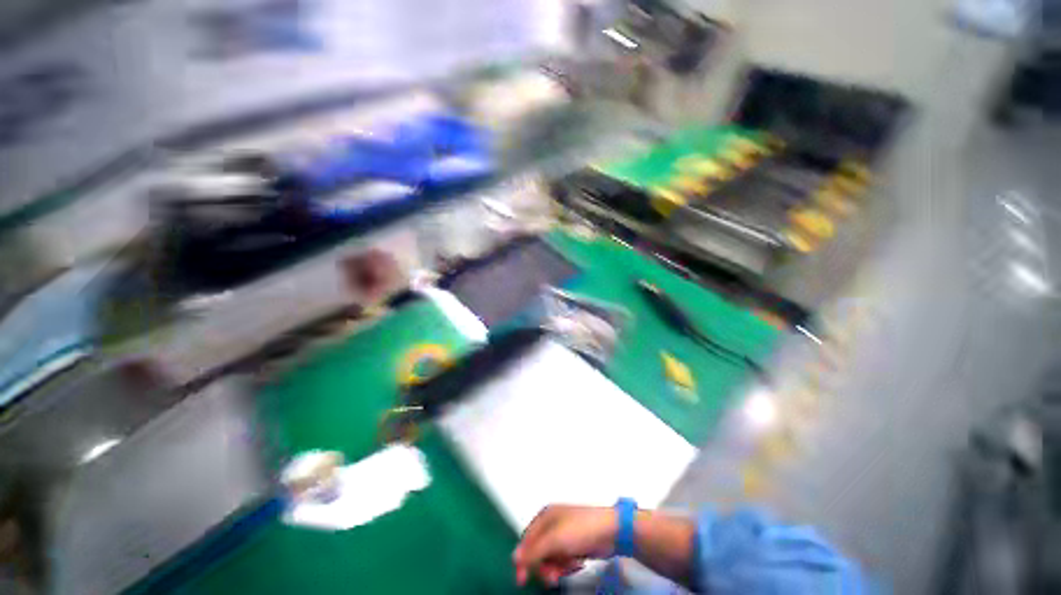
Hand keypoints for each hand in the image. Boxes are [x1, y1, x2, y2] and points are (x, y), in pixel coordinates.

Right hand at [512, 505, 617, 585]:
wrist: (611, 531)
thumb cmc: (581, 530)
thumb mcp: (555, 540)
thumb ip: (534, 550)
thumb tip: (514, 558)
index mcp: (545, 516)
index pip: (527, 539)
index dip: (523, 559)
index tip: (521, 579)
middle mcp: (552, 524)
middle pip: (538, 551)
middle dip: (544, 566)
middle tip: (552, 577)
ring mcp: (563, 534)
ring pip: (550, 558)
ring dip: (557, 567)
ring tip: (569, 568)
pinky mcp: (573, 544)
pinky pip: (562, 560)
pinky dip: (567, 565)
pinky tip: (577, 563)